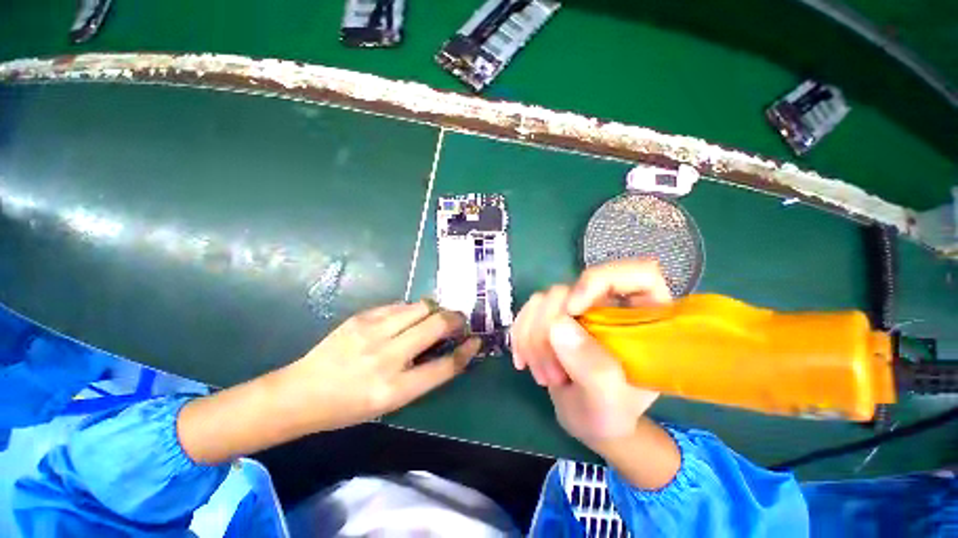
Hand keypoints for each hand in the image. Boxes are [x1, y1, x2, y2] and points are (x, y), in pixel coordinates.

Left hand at [178, 301, 479, 463]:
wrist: (301, 392)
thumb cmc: (349, 406)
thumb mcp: (390, 402)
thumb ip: (422, 374)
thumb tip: (446, 347)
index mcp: (395, 389)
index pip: (444, 366)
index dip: (466, 352)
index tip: (475, 341)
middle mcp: (387, 357)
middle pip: (437, 325)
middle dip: (456, 319)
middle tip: (458, 321)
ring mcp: (373, 332)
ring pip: (421, 307)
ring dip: (435, 310)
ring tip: (435, 316)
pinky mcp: (362, 316)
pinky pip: (400, 305)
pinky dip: (412, 309)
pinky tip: (409, 317)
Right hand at [511, 260, 670, 445]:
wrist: (586, 418)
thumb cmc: (610, 414)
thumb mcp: (609, 402)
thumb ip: (593, 368)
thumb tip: (558, 325)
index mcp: (644, 317)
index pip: (636, 273)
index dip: (599, 282)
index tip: (572, 311)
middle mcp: (609, 303)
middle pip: (570, 288)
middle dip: (550, 331)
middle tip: (553, 375)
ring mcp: (578, 307)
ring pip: (543, 300)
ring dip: (533, 339)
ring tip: (545, 377)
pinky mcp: (554, 315)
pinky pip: (528, 310)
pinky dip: (521, 336)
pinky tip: (524, 361)